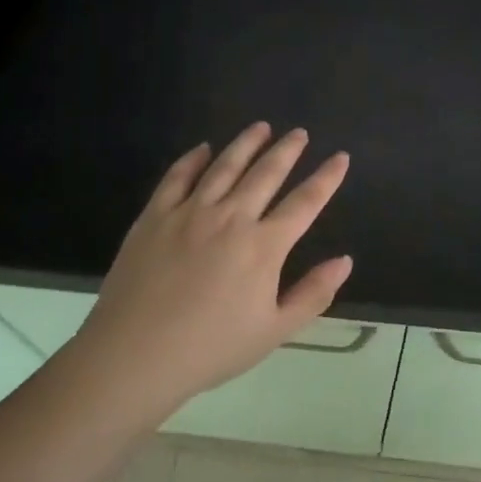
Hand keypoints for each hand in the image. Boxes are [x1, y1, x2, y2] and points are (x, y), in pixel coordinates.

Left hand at [72, 123, 353, 421]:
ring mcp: (190, 212)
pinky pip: (178, 176)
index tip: (341, 157)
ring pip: (224, 166)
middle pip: (266, 173)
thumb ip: (313, 294)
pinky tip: (203, 148)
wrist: (135, 354)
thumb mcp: (274, 332)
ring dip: (246, 143)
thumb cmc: (210, 349)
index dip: (326, 178)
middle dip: (287, 150)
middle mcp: (231, 217)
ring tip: (261, 127)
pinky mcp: (155, 215)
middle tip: (299, 133)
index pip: (304, 203)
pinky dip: (193, 159)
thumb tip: (345, 260)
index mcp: (263, 246)